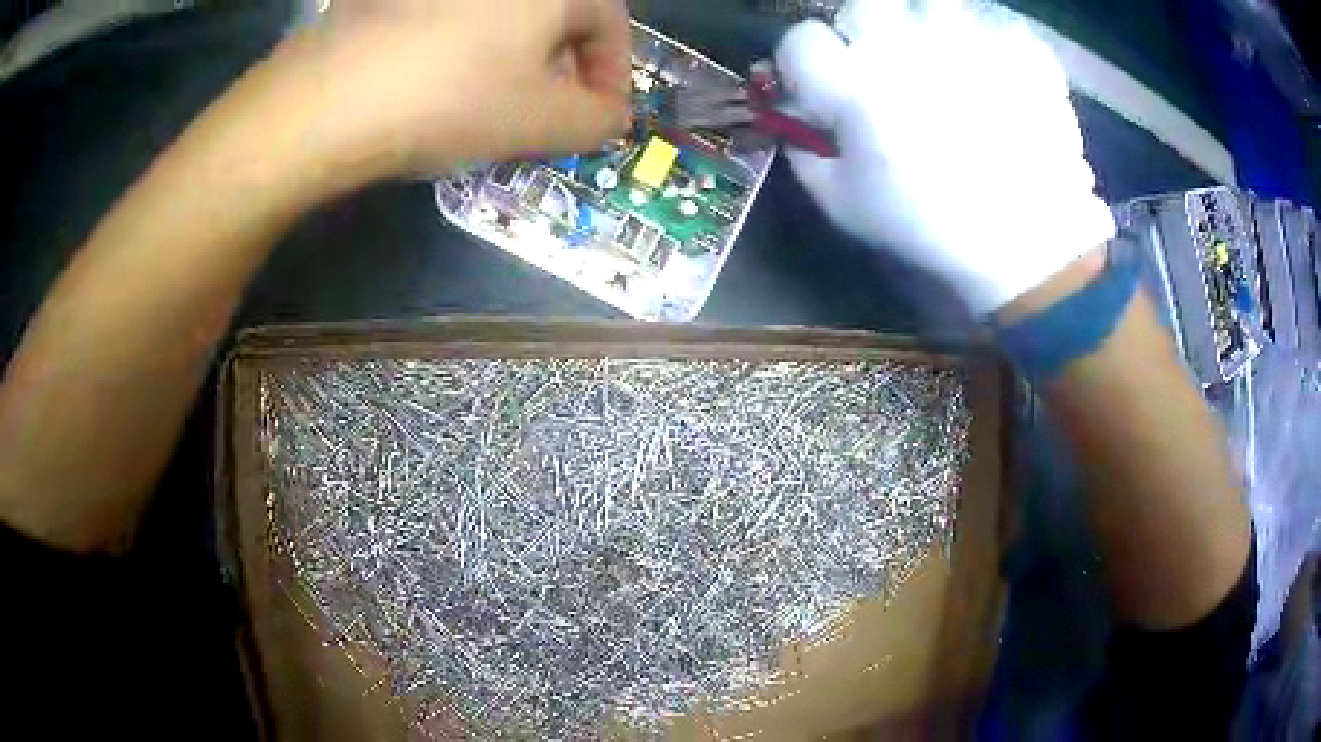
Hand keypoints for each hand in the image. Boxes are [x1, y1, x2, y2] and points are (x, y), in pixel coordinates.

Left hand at [274, 0, 631, 177]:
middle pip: (555, 14)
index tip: (598, 119)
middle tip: (546, 113)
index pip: (609, 22)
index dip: (611, 76)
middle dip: (563, 66)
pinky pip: (455, 17)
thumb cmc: (451, 99)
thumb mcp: (542, 122)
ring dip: (515, 56)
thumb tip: (609, 115)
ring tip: (494, 101)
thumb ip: (598, 121)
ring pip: (504, 16)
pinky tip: (444, 80)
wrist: (327, 99)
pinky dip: (467, 45)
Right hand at [775, 3, 1115, 314]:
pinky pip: (990, 21)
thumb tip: (795, 110)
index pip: (802, 40)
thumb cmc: (930, 228)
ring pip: (929, 3)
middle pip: (863, 4)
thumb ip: (804, 151)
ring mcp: (966, 43)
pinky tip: (991, 72)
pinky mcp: (1016, 49)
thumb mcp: (845, 206)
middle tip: (889, 65)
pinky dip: (986, 40)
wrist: (1028, 244)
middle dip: (866, 31)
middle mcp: (906, 50)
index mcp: (856, 88)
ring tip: (944, 59)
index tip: (823, 82)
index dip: (807, 60)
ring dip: (926, 26)